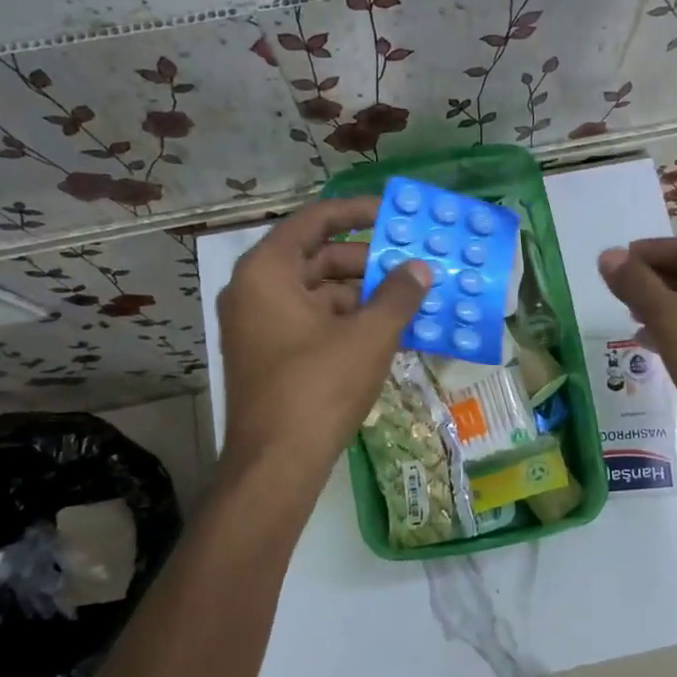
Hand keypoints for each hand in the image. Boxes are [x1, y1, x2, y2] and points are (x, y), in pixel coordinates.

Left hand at [218, 197, 431, 479]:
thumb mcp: (369, 336)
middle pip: (318, 258)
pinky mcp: (271, 356)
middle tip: (411, 264)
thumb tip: (421, 268)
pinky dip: (349, 322)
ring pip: (319, 294)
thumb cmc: (319, 387)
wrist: (277, 464)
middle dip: (367, 261)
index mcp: (268, 272)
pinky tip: (390, 332)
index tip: (393, 214)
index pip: (314, 222)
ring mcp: (261, 327)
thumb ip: (399, 295)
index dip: (356, 212)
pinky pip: (314, 323)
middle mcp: (256, 291)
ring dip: (364, 295)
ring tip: (410, 300)